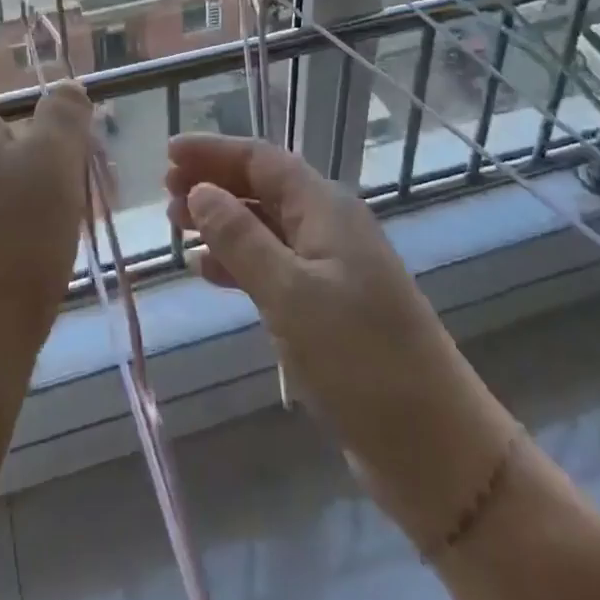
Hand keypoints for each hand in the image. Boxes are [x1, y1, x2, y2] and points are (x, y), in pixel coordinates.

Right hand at [166, 134, 517, 548]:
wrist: (435, 447)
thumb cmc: (360, 359)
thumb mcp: (290, 294)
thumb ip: (241, 238)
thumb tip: (200, 190)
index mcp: (326, 208)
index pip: (261, 160)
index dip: (213, 151)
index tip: (167, 152)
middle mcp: (329, 227)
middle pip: (263, 187)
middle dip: (214, 183)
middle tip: (165, 194)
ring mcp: (332, 268)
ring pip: (266, 227)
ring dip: (222, 222)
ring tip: (177, 228)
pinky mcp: (330, 307)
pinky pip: (274, 266)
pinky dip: (239, 262)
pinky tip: (209, 272)